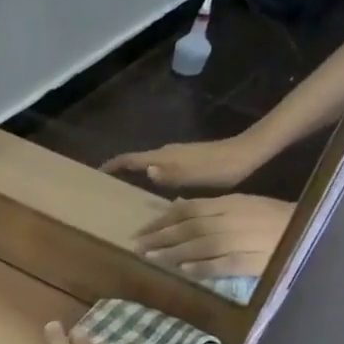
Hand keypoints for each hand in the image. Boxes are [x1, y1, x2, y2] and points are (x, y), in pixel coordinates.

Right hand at [100, 133, 265, 190]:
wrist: (247, 154)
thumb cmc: (220, 168)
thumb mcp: (194, 176)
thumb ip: (169, 174)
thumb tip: (147, 170)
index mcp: (164, 158)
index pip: (130, 160)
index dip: (112, 166)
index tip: (96, 174)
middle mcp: (166, 153)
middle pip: (136, 160)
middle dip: (119, 171)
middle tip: (106, 188)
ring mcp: (176, 155)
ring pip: (147, 163)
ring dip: (134, 174)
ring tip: (124, 190)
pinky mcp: (185, 159)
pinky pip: (158, 167)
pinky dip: (148, 176)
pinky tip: (152, 189)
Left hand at [133, 194, 290, 280]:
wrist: (315, 229)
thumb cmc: (275, 218)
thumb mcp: (243, 204)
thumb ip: (211, 208)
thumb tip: (178, 207)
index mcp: (230, 203)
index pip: (188, 210)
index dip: (161, 221)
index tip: (141, 231)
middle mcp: (232, 219)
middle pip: (189, 227)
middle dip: (160, 237)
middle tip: (137, 246)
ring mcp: (242, 239)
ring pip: (200, 245)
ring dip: (172, 252)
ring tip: (151, 259)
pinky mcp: (252, 260)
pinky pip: (221, 264)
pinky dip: (201, 267)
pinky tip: (184, 271)